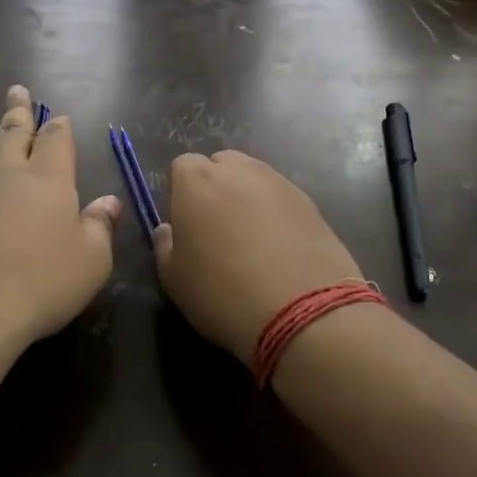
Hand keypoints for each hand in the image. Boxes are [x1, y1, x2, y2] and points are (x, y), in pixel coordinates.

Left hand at [0, 86, 120, 351]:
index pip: (56, 141)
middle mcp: (3, 175)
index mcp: (47, 181)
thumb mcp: (91, 262)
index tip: (58, 116)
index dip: (59, 127)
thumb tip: (110, 201)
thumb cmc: (41, 285)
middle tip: (16, 89)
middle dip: (17, 110)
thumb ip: (100, 228)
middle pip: (11, 133)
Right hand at [154, 151, 362, 362]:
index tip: (185, 223)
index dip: (181, 192)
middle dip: (215, 187)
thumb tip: (169, 229)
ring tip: (250, 239)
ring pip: (254, 178)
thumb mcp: (174, 280)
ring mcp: (279, 183)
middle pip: (221, 165)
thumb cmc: (224, 294)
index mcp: (197, 182)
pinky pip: (281, 198)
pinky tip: (279, 248)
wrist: (304, 311)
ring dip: (247, 198)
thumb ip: (165, 246)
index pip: (182, 166)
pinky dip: (276, 213)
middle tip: (216, 228)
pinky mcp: (311, 202)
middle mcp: (239, 171)